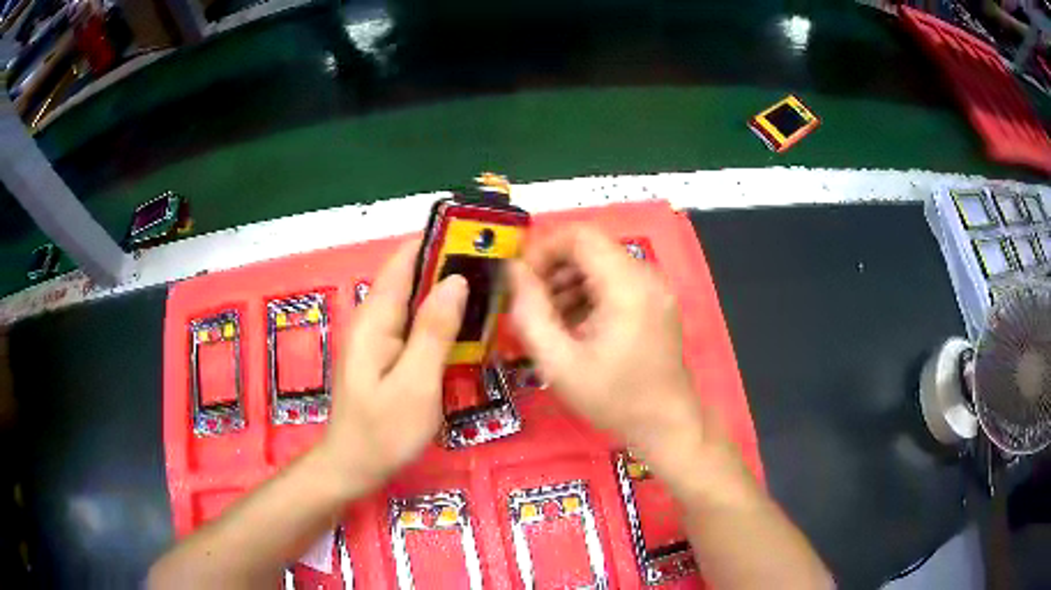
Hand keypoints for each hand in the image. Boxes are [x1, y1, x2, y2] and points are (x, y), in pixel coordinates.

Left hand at [318, 241, 467, 492]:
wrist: (354, 467)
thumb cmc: (383, 432)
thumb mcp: (415, 384)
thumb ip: (433, 331)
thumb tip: (456, 280)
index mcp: (375, 319)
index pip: (403, 261)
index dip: (437, 241)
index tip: (477, 234)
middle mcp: (374, 319)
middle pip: (411, 276)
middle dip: (450, 264)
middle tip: (496, 265)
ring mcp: (379, 337)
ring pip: (415, 300)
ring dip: (448, 290)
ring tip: (491, 288)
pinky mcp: (386, 353)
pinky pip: (415, 323)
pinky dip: (441, 316)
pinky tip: (467, 325)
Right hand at [509, 225, 702, 457]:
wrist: (666, 424)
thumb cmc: (613, 398)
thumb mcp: (559, 363)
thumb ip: (530, 312)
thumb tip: (513, 271)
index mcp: (627, 285)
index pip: (579, 236)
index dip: (542, 249)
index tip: (521, 281)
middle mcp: (646, 276)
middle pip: (589, 249)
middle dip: (553, 270)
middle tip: (531, 306)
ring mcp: (655, 288)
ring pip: (601, 264)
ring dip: (569, 283)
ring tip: (550, 322)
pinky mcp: (655, 301)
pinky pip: (615, 281)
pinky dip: (588, 294)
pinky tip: (574, 327)